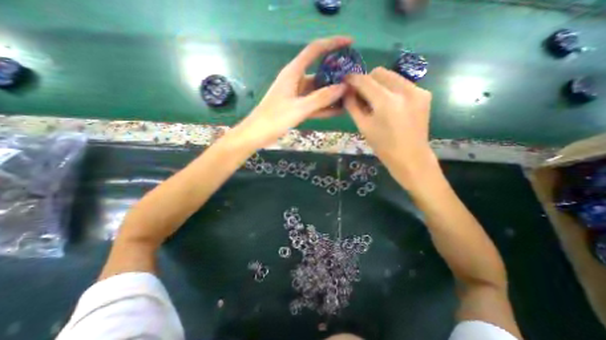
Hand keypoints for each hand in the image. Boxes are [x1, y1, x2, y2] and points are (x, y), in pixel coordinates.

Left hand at [231, 34, 350, 149]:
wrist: (257, 134)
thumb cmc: (274, 119)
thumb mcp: (299, 108)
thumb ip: (321, 98)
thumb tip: (343, 88)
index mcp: (293, 73)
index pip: (315, 51)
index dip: (332, 44)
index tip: (350, 43)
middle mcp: (296, 81)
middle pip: (320, 73)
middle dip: (336, 76)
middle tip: (354, 80)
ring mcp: (297, 95)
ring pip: (318, 91)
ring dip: (332, 94)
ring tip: (350, 97)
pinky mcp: (297, 107)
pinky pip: (314, 104)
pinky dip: (325, 107)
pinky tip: (338, 110)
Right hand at [346, 67, 435, 187]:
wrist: (410, 156)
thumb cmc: (383, 146)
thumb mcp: (363, 126)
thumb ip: (353, 106)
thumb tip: (347, 92)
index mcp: (386, 102)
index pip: (365, 81)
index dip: (353, 79)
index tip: (345, 81)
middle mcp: (404, 90)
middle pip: (379, 73)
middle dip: (367, 80)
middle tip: (361, 95)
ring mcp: (417, 90)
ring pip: (391, 76)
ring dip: (379, 84)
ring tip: (374, 100)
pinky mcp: (424, 93)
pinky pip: (402, 83)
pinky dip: (391, 89)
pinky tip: (389, 104)